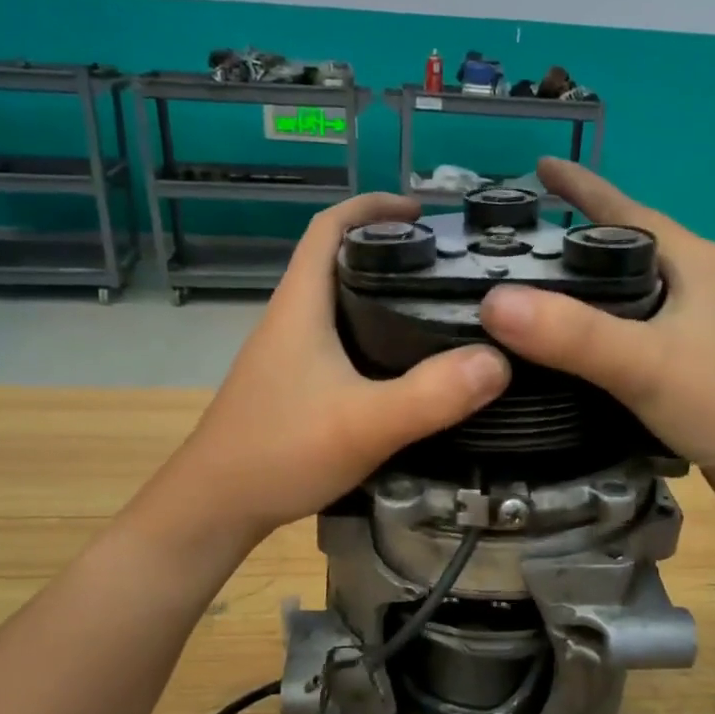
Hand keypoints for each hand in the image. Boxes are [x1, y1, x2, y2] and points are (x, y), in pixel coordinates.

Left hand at [154, 194, 509, 541]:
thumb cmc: (279, 451)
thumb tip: (498, 361)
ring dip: (384, 296)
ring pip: (340, 306)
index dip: (372, 206)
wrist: (215, 507)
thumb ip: (430, 394)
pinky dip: (374, 338)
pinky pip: (340, 344)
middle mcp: (291, 320)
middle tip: (448, 268)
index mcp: (301, 306)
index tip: (423, 212)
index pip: (329, 227)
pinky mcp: (293, 387)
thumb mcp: (364, 424)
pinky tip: (406, 368)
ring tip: (441, 311)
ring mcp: (289, 356)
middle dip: (390, 252)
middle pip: (339, 262)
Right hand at [481, 158, 714, 514]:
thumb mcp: (645, 364)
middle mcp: (693, 281)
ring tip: (528, 290)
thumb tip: (495, 303)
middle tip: (513, 240)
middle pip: (620, 245)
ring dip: (580, 284)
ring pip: (623, 289)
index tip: (535, 168)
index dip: (579, 186)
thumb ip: (573, 335)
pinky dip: (593, 325)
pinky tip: (564, 345)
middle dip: (569, 235)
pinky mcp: (686, 359)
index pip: (623, 208)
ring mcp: (692, 322)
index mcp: (690, 260)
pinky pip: (628, 326)